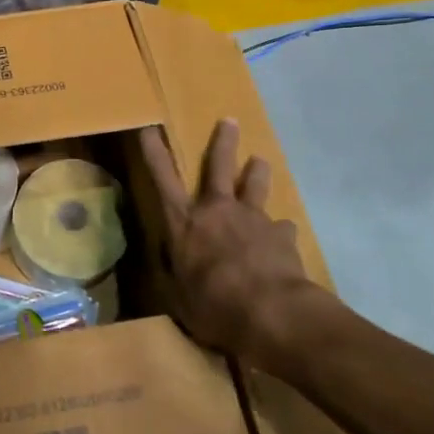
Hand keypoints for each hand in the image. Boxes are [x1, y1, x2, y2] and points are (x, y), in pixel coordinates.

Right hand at [140, 118, 329, 367]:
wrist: (271, 313)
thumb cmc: (213, 305)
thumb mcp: (178, 296)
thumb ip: (174, 272)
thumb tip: (170, 258)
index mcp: (184, 222)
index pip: (162, 178)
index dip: (154, 151)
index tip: (149, 126)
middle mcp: (218, 210)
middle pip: (219, 166)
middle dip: (223, 142)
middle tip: (230, 121)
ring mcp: (253, 219)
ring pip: (255, 185)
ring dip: (257, 172)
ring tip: (260, 161)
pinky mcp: (282, 235)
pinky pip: (281, 228)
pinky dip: (279, 231)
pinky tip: (283, 239)